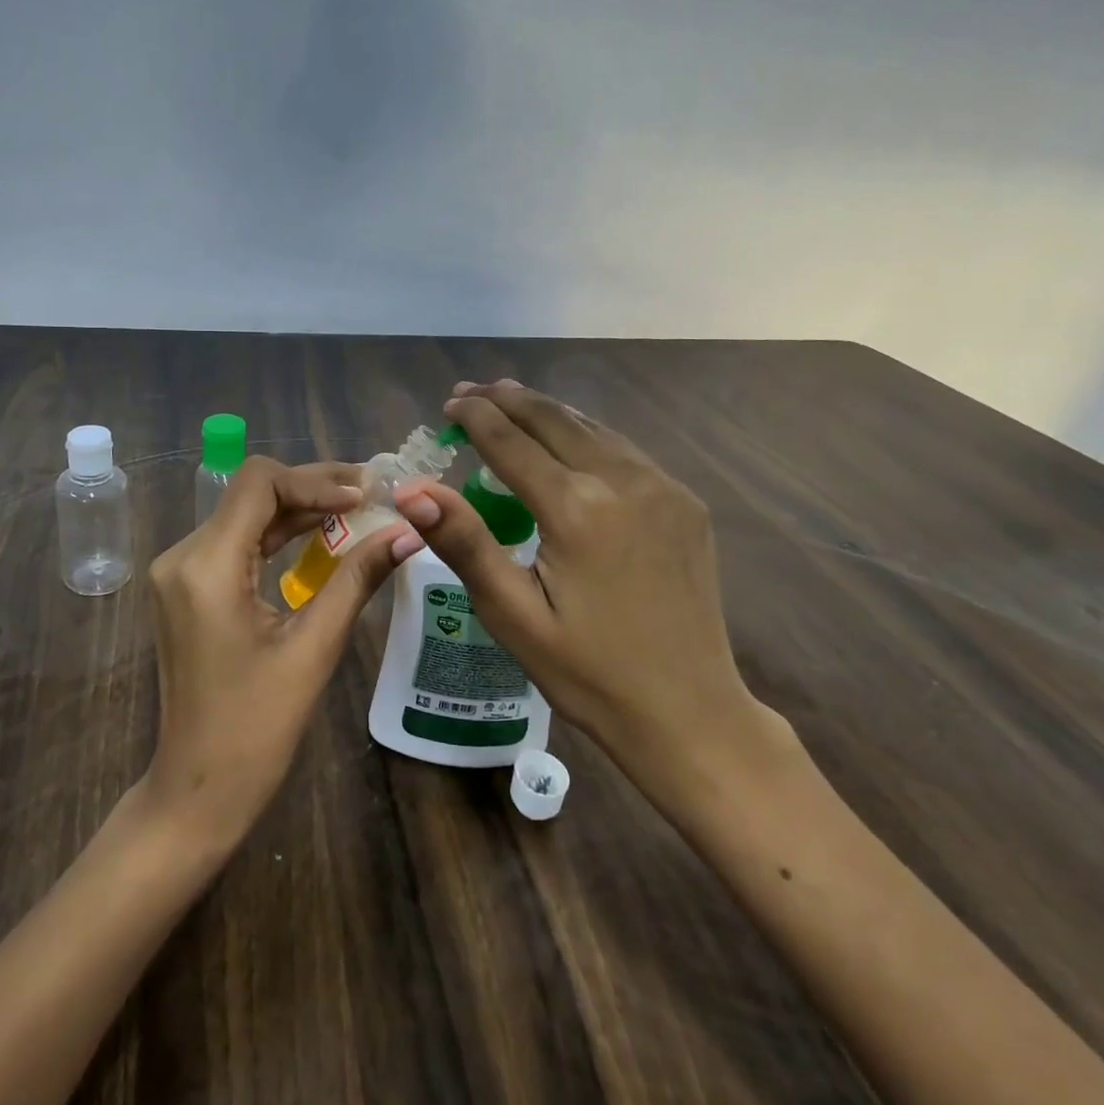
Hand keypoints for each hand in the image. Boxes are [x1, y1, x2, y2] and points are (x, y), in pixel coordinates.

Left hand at [140, 456, 416, 849]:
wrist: (198, 788)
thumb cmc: (256, 728)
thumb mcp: (314, 648)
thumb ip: (357, 580)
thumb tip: (408, 533)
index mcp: (206, 566)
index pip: (259, 484)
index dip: (316, 481)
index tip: (366, 495)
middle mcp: (183, 556)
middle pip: (251, 493)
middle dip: (313, 489)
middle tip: (372, 493)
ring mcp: (180, 572)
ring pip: (245, 514)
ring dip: (299, 509)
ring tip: (358, 509)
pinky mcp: (188, 588)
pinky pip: (237, 542)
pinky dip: (279, 534)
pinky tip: (322, 536)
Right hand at [392, 380, 784, 814]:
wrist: (691, 713)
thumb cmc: (588, 672)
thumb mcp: (513, 615)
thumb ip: (465, 543)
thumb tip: (412, 490)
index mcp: (577, 508)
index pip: (511, 442)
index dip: (476, 417)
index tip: (449, 402)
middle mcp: (624, 481)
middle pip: (554, 421)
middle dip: (508, 400)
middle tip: (471, 391)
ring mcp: (663, 488)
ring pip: (592, 428)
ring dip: (547, 412)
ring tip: (511, 400)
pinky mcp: (685, 504)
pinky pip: (624, 451)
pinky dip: (585, 434)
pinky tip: (568, 441)